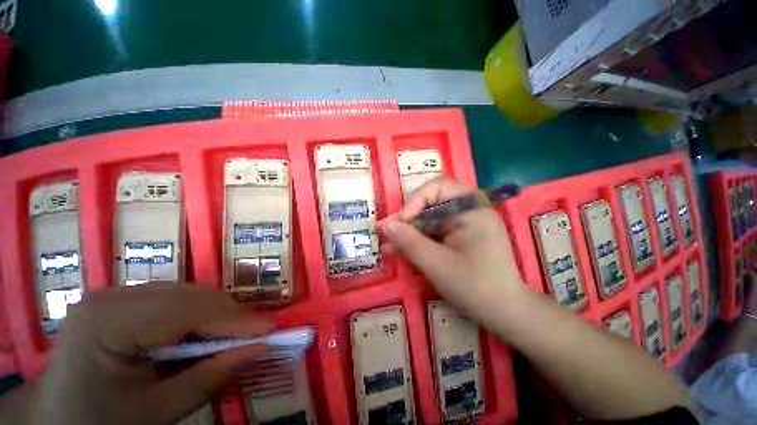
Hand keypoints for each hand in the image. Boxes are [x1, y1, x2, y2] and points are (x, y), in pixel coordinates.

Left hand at [34, 285, 271, 424]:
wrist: (57, 422)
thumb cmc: (99, 424)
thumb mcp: (155, 413)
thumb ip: (209, 379)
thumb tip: (259, 350)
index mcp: (108, 322)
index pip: (187, 312)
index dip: (234, 320)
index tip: (270, 330)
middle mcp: (112, 297)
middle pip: (189, 297)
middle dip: (228, 316)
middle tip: (257, 334)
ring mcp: (114, 296)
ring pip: (185, 295)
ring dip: (216, 315)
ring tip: (236, 335)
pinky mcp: (120, 303)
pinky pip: (172, 301)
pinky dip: (198, 316)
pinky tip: (205, 334)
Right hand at [379, 177, 525, 322]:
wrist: (505, 314)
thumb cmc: (474, 287)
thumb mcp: (436, 263)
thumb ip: (409, 241)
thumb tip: (384, 224)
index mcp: (471, 209)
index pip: (437, 188)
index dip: (414, 202)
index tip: (398, 224)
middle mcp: (469, 211)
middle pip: (431, 204)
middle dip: (408, 220)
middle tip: (388, 235)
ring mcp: (465, 224)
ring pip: (429, 220)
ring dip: (410, 233)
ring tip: (389, 246)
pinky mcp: (460, 237)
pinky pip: (434, 232)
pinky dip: (419, 241)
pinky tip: (402, 251)